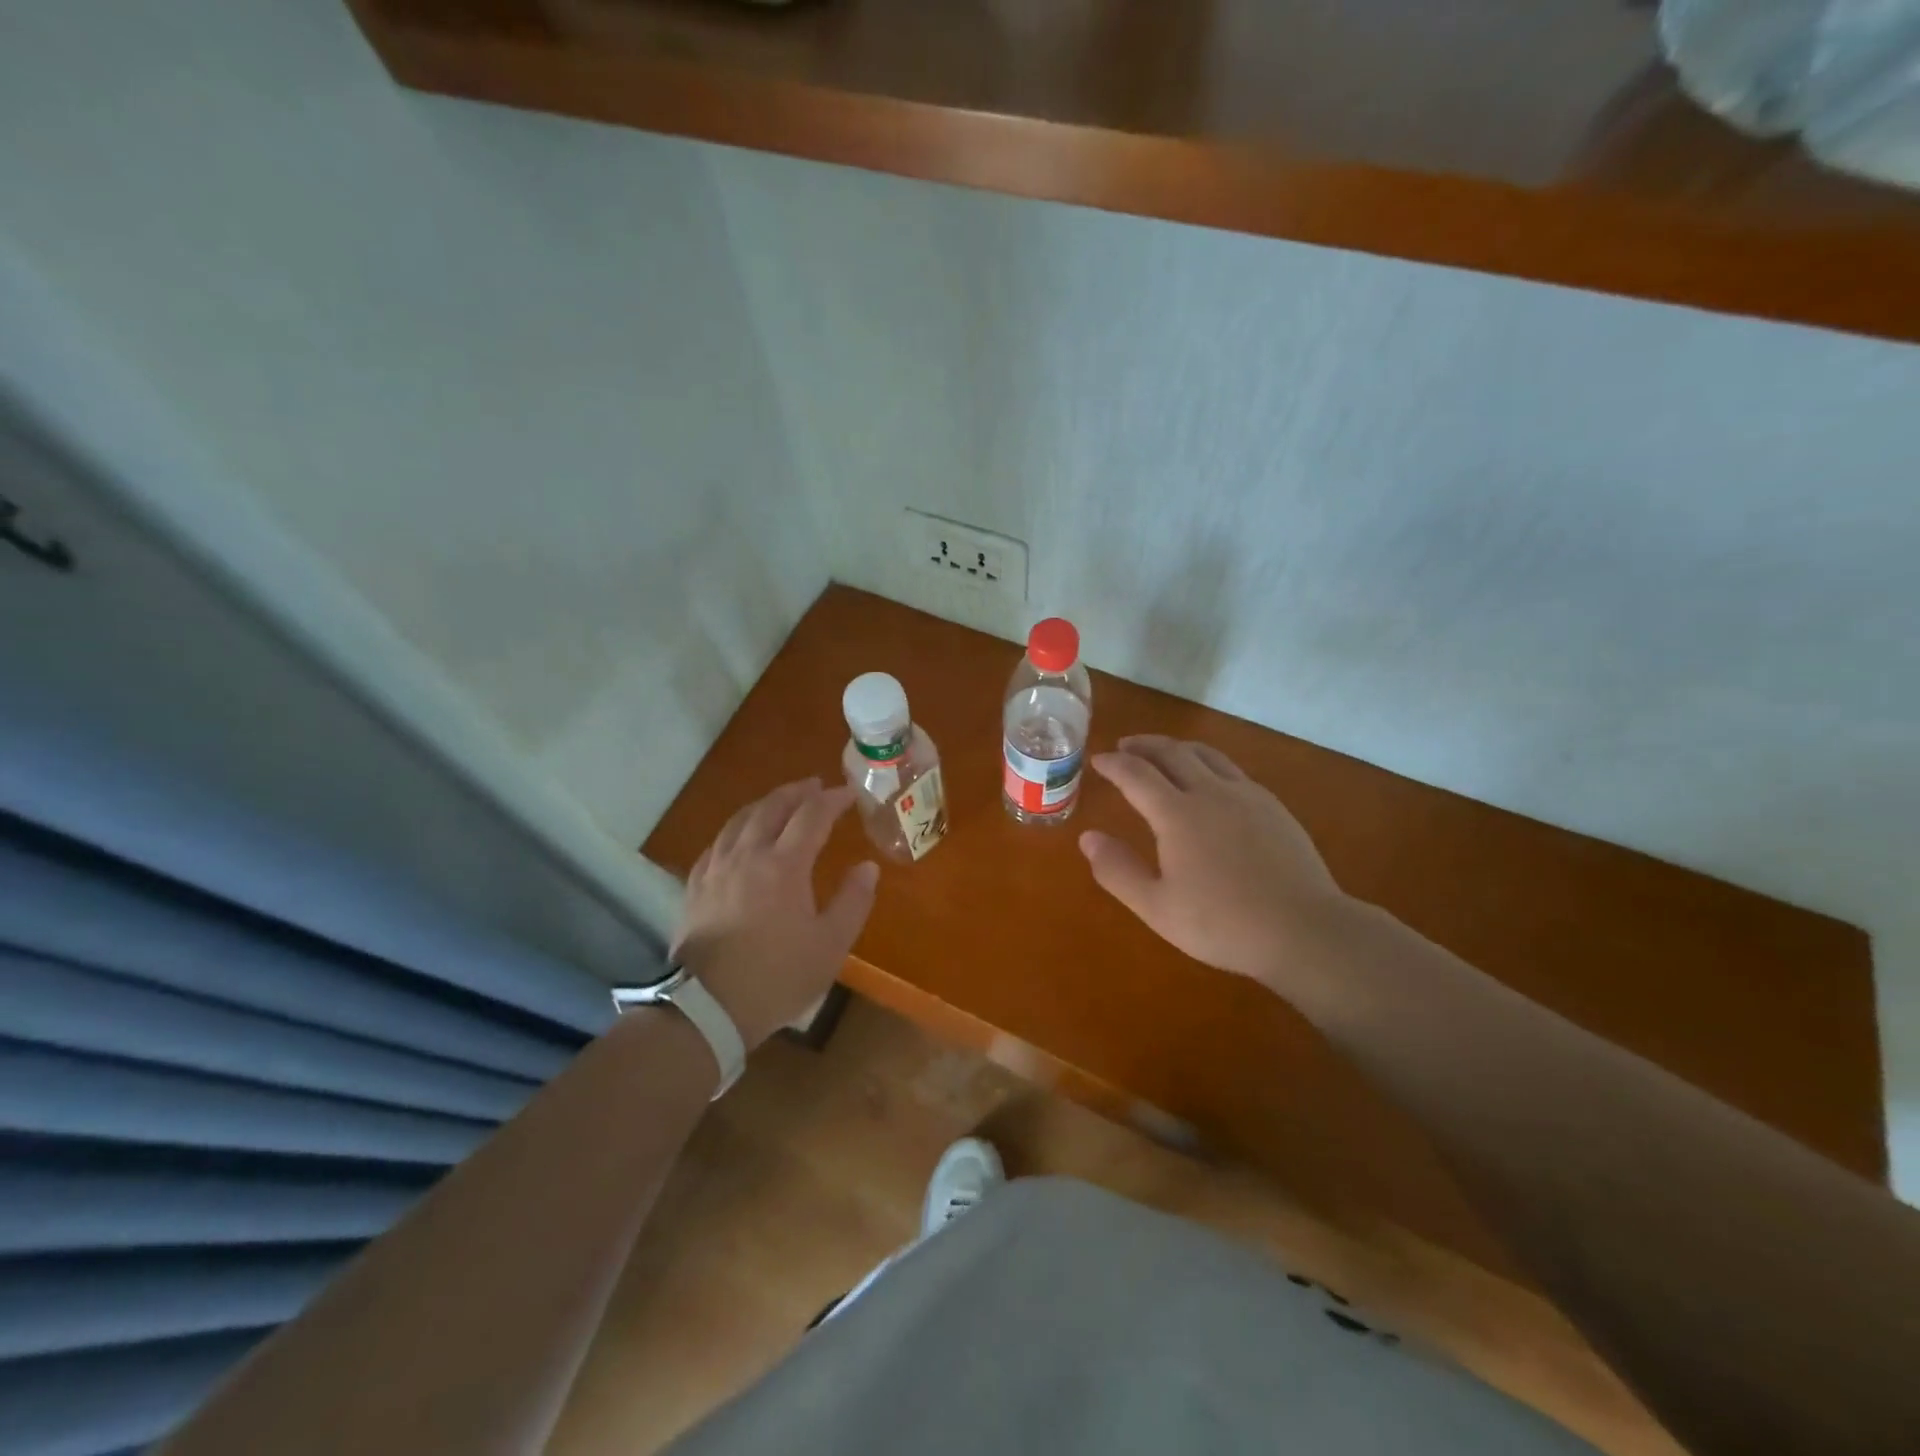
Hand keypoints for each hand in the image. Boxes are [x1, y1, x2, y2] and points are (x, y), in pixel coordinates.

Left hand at [673, 778, 878, 1049]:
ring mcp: (716, 868)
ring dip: (766, 803)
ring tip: (781, 801)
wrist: (707, 1008)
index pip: (812, 815)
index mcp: (784, 865)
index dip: (832, 799)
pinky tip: (740, 836)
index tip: (849, 793)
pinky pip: (718, 841)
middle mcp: (748, 855)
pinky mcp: (695, 886)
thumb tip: (867, 867)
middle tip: (816, 785)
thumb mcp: (830, 945)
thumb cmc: (777, 977)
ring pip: (741, 819)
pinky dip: (738, 827)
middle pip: (772, 807)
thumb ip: (853, 901)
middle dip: (797, 791)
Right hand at [1079, 736, 1348, 989]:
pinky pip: (1233, 771)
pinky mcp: (1274, 808)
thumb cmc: (1222, 923)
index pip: (1136, 774)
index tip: (1098, 760)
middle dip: (1144, 746)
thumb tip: (1088, 838)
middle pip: (1172, 753)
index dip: (1114, 765)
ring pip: (1207, 755)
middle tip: (1125, 747)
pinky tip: (1211, 782)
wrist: (1304, 930)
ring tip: (1164, 753)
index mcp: (1177, 814)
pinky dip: (1208, 764)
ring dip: (1177, 748)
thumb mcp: (1157, 907)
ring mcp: (1247, 796)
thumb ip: (1118, 870)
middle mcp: (1211, 793)